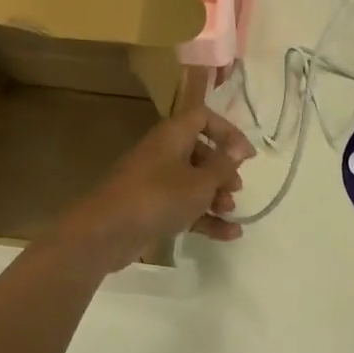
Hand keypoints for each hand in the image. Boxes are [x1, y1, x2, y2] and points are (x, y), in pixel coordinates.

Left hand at [52, 105, 254, 272]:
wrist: (107, 232)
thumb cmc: (159, 197)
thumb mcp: (200, 182)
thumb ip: (223, 165)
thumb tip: (238, 148)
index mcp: (172, 135)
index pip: (202, 117)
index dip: (227, 131)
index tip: (246, 155)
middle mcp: (163, 153)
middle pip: (199, 152)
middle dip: (222, 170)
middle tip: (235, 188)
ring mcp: (155, 182)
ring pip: (192, 182)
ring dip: (215, 196)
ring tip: (230, 212)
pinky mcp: (151, 208)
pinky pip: (184, 206)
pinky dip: (205, 217)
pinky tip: (229, 235)